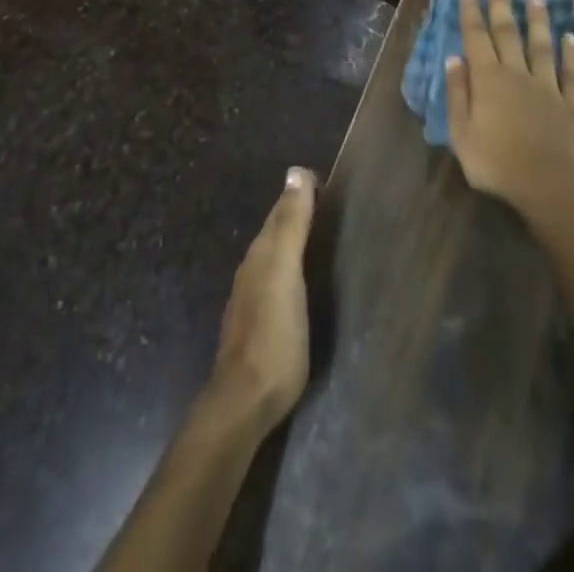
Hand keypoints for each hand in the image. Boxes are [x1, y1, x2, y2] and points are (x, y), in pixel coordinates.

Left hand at [211, 167, 317, 431]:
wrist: (245, 401)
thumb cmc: (273, 333)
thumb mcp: (286, 272)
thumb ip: (291, 224)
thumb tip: (296, 171)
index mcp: (261, 253)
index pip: (280, 211)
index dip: (300, 194)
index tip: (324, 181)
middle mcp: (252, 269)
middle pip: (275, 232)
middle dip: (296, 214)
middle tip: (328, 203)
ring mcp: (252, 300)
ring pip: (274, 257)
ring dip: (293, 243)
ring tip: (320, 236)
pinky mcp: (258, 326)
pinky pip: (275, 282)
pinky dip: (290, 270)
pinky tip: (302, 281)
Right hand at [446, 0, 573, 224]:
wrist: (547, 186)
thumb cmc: (495, 162)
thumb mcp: (461, 133)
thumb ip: (456, 94)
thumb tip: (453, 58)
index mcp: (488, 80)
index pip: (476, 37)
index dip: (472, 11)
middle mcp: (517, 74)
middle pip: (508, 33)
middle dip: (502, 4)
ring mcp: (547, 87)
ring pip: (541, 46)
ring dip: (537, 21)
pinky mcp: (571, 103)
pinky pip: (570, 73)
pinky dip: (570, 53)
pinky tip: (571, 37)